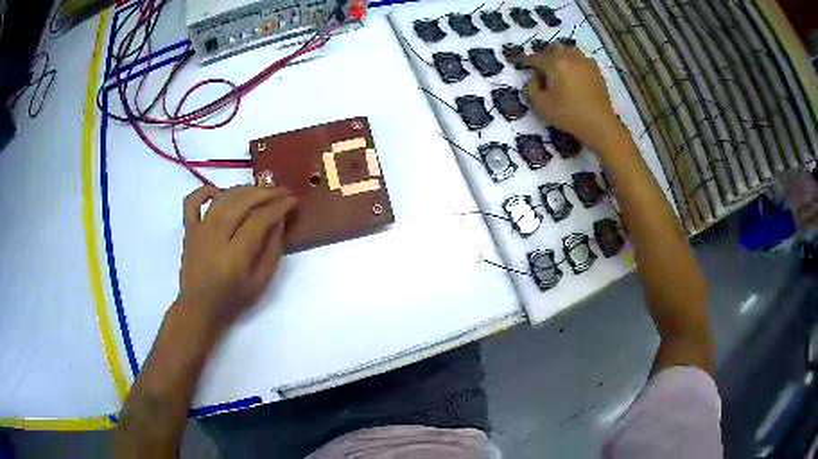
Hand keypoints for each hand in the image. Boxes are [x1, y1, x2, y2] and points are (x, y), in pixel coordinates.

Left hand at [178, 185, 296, 330]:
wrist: (198, 308)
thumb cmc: (232, 299)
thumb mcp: (260, 282)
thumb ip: (272, 250)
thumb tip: (279, 220)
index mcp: (236, 254)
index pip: (260, 219)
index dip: (279, 206)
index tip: (293, 201)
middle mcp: (216, 235)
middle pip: (243, 202)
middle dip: (266, 192)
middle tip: (282, 191)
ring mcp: (200, 230)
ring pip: (223, 197)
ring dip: (244, 189)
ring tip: (260, 191)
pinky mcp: (189, 229)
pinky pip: (193, 201)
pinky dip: (205, 190)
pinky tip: (218, 191)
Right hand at [525, 45, 626, 152]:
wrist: (599, 124)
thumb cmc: (568, 115)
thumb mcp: (541, 105)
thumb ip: (532, 87)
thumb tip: (536, 78)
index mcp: (555, 63)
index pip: (536, 57)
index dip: (527, 61)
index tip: (523, 65)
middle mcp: (570, 57)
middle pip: (554, 48)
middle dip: (546, 55)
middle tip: (542, 68)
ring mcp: (585, 63)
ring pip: (570, 50)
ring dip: (562, 56)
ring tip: (560, 69)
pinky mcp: (596, 71)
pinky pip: (582, 60)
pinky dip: (575, 63)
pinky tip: (575, 74)